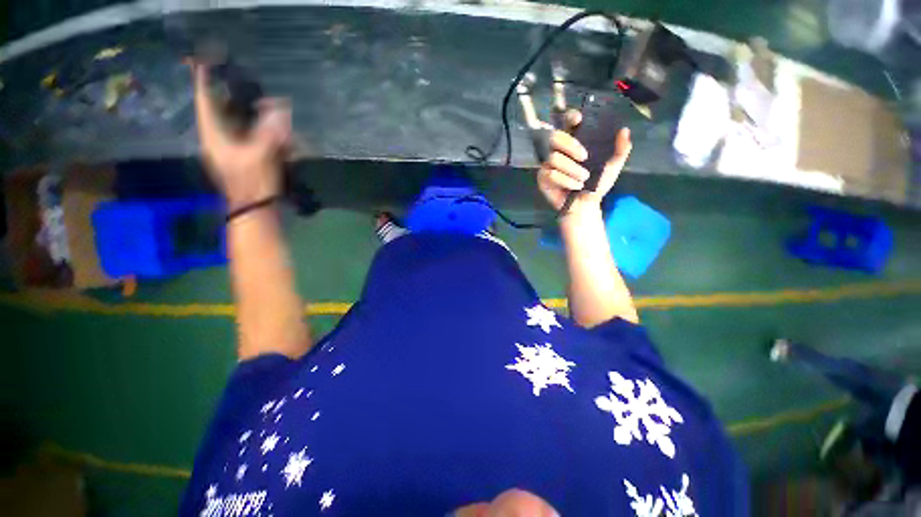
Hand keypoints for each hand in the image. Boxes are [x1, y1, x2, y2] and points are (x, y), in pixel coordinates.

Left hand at [190, 60, 291, 209]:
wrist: (257, 209)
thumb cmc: (252, 183)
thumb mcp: (260, 156)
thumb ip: (270, 131)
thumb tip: (280, 108)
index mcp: (214, 136)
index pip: (205, 102)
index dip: (204, 82)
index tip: (205, 62)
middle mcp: (221, 138)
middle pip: (226, 111)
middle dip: (241, 100)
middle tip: (257, 92)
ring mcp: (235, 149)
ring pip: (243, 125)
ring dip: (261, 120)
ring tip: (277, 115)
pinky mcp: (249, 157)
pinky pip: (256, 139)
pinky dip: (269, 136)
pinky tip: (284, 139)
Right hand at [537, 110, 632, 215]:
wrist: (586, 205)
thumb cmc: (596, 184)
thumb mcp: (612, 167)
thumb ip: (620, 150)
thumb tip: (624, 130)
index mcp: (574, 143)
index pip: (567, 124)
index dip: (569, 117)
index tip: (578, 119)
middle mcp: (558, 151)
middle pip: (554, 137)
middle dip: (570, 145)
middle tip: (585, 157)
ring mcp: (548, 164)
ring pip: (554, 158)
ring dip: (572, 169)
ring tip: (584, 179)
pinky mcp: (543, 178)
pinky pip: (551, 174)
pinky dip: (566, 181)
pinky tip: (575, 186)